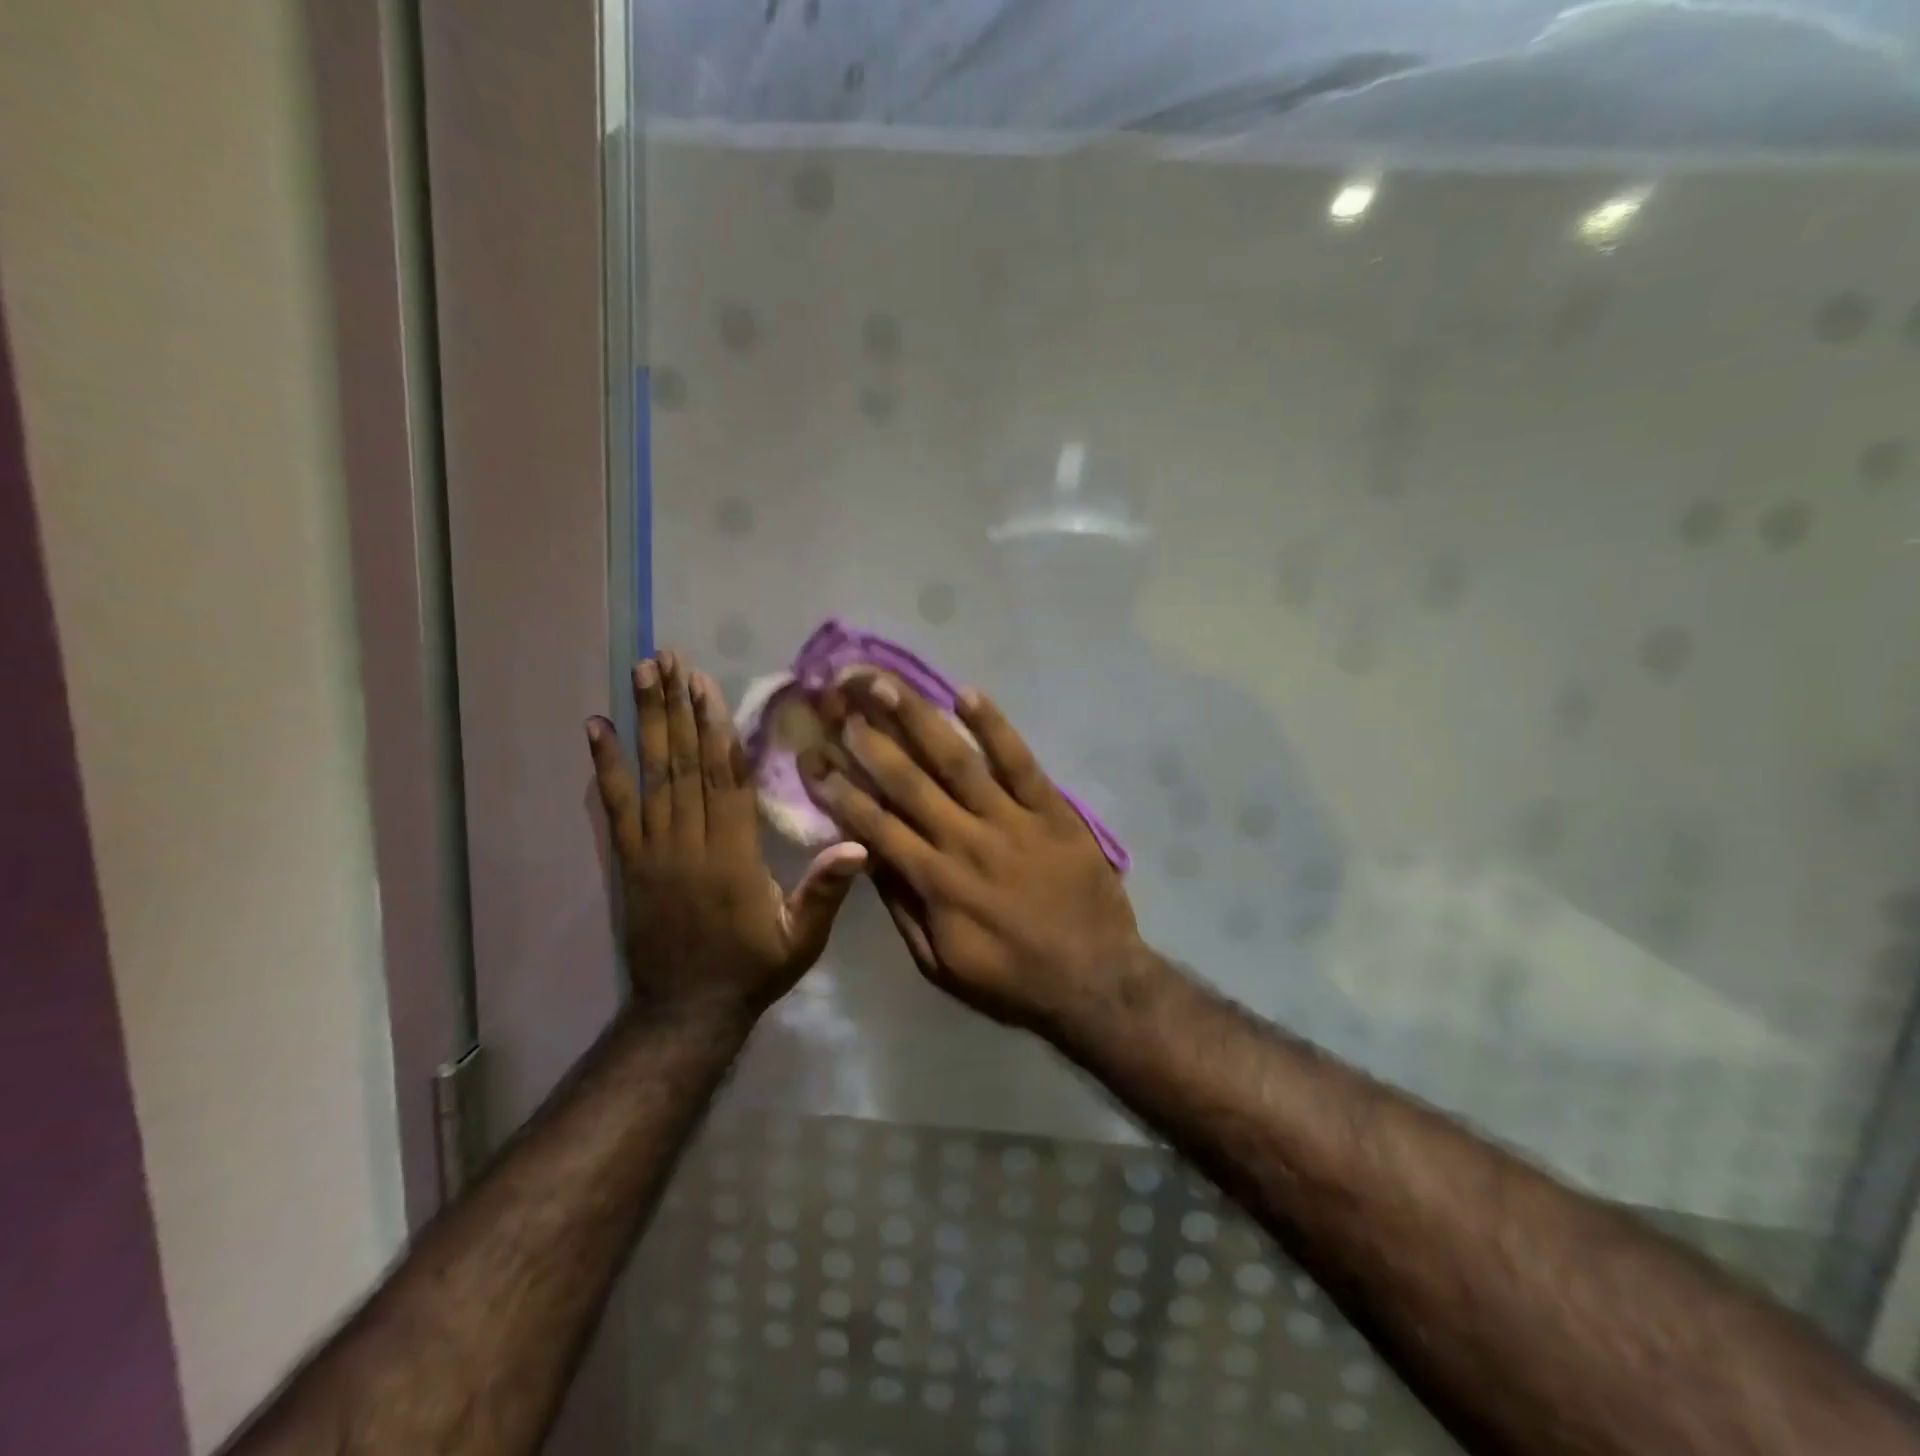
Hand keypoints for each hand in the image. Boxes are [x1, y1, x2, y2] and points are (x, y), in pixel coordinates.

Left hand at [587, 651, 865, 1026]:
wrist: (686, 1011)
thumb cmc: (753, 969)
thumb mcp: (801, 939)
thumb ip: (826, 891)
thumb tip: (860, 844)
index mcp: (733, 856)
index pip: (726, 780)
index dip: (716, 729)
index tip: (708, 686)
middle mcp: (689, 843)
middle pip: (684, 764)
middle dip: (677, 707)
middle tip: (669, 658)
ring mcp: (653, 850)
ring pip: (651, 775)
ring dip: (645, 721)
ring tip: (641, 674)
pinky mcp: (629, 862)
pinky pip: (615, 807)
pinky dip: (605, 766)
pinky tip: (596, 728)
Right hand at [798, 676, 1142, 1031]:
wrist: (1095, 981)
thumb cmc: (1010, 979)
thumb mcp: (940, 964)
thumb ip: (903, 907)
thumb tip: (867, 857)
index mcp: (935, 881)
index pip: (875, 824)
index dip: (839, 788)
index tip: (813, 755)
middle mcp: (965, 841)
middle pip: (908, 781)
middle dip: (870, 739)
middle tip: (839, 700)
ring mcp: (1012, 821)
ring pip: (957, 761)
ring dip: (918, 720)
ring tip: (886, 684)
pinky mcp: (1052, 811)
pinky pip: (1020, 762)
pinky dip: (994, 727)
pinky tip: (967, 694)